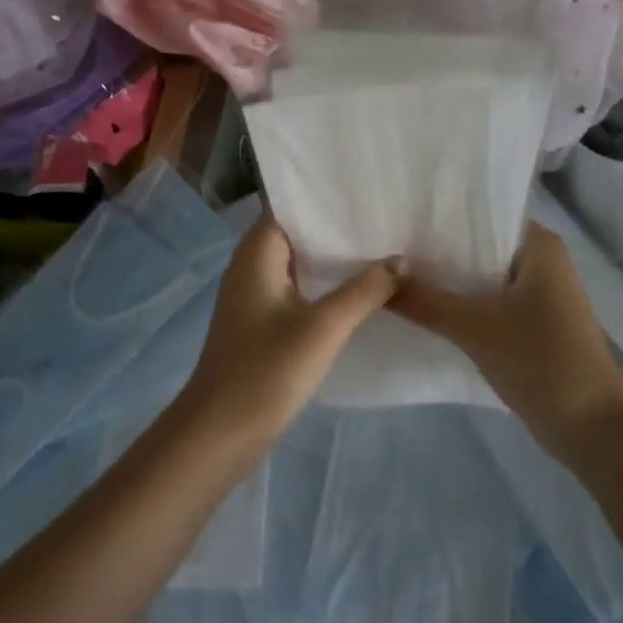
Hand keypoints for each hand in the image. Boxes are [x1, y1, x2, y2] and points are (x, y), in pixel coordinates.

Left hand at [182, 217, 397, 441]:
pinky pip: (297, 289)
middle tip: (386, 218)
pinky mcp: (261, 322)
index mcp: (257, 253)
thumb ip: (365, 290)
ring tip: (382, 247)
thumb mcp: (324, 327)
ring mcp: (255, 295)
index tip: (367, 191)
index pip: (290, 206)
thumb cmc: (267, 370)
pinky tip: (359, 290)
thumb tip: (401, 260)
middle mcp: (251, 265)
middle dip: (337, 227)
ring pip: (299, 263)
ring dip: (333, 258)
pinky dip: (324, 285)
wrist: (221, 431)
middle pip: (298, 233)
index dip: (326, 197)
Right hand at [389, 223, 622, 456]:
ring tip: (392, 272)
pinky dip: (458, 302)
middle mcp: (539, 260)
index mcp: (538, 244)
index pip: (481, 213)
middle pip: (476, 244)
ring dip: (445, 278)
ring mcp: (535, 293)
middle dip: (435, 248)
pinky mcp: (529, 322)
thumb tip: (377, 278)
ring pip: (479, 275)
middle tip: (384, 245)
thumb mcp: (475, 327)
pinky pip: (485, 300)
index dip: (439, 214)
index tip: (396, 215)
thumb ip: (424, 300)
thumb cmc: (542, 361)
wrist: (591, 427)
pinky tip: (420, 305)